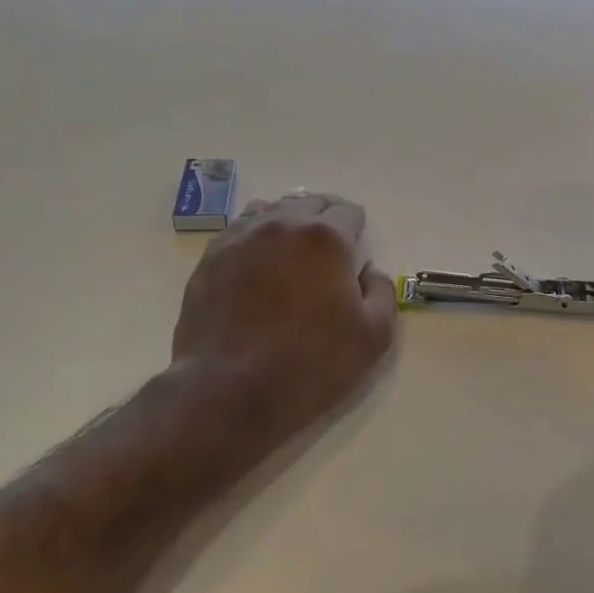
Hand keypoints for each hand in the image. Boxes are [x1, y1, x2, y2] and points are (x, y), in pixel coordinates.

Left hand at [170, 193, 397, 455]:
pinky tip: (258, 265)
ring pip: (271, 211)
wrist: (229, 391)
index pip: (348, 211)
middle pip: (309, 202)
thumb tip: (369, 272)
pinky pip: (239, 232)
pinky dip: (256, 239)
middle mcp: (282, 225)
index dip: (358, 228)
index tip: (357, 249)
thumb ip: (382, 293)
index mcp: (326, 238)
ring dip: (288, 224)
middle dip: (324, 219)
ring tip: (291, 253)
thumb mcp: (374, 337)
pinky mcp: (211, 258)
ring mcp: (241, 238)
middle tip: (329, 250)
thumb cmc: (310, 364)